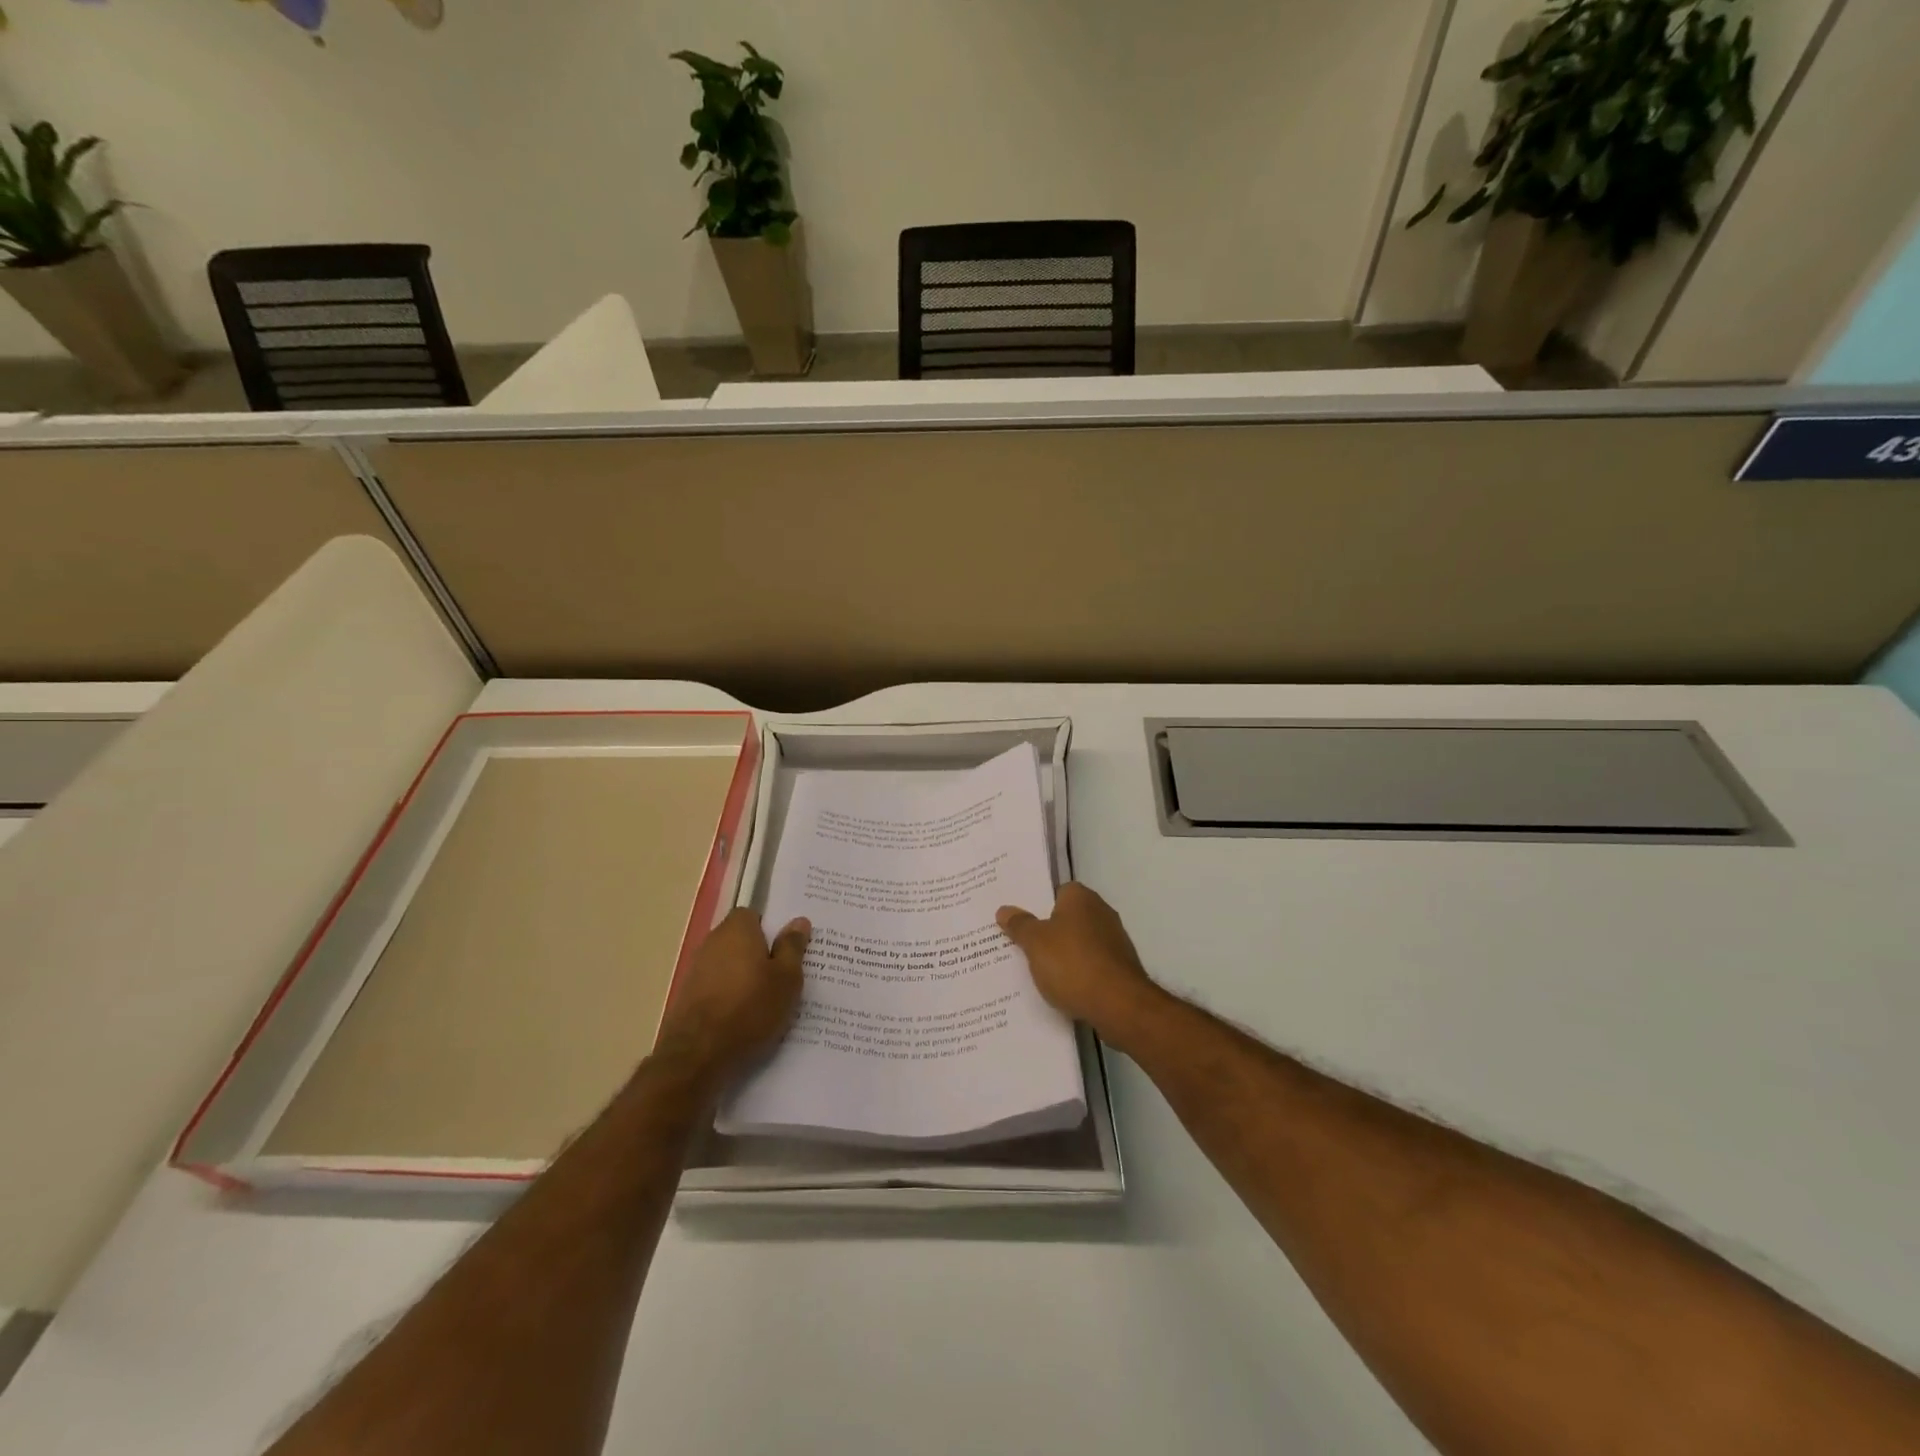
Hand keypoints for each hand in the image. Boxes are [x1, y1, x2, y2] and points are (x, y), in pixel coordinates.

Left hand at [652, 908, 807, 1086]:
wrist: (698, 1056)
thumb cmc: (750, 1008)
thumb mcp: (787, 978)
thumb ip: (792, 947)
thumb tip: (799, 921)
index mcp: (737, 929)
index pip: (754, 914)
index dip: (771, 929)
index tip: (788, 947)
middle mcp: (712, 942)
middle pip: (741, 940)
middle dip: (760, 954)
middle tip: (785, 974)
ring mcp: (696, 971)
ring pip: (729, 966)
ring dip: (745, 977)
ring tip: (769, 1000)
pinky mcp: (687, 998)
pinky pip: (718, 988)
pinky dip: (731, 997)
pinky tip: (746, 1018)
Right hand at [997, 882, 1158, 1037]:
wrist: (1118, 1004)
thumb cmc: (1072, 963)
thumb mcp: (1035, 943)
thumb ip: (1019, 925)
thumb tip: (1004, 910)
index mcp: (1080, 897)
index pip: (1055, 891)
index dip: (1037, 905)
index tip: (1019, 920)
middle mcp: (1101, 911)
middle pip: (1067, 917)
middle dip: (1047, 931)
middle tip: (1020, 944)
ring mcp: (1114, 940)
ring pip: (1078, 942)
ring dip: (1062, 954)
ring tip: (1035, 970)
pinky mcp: (1120, 967)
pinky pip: (1090, 964)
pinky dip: (1077, 972)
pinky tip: (1061, 987)